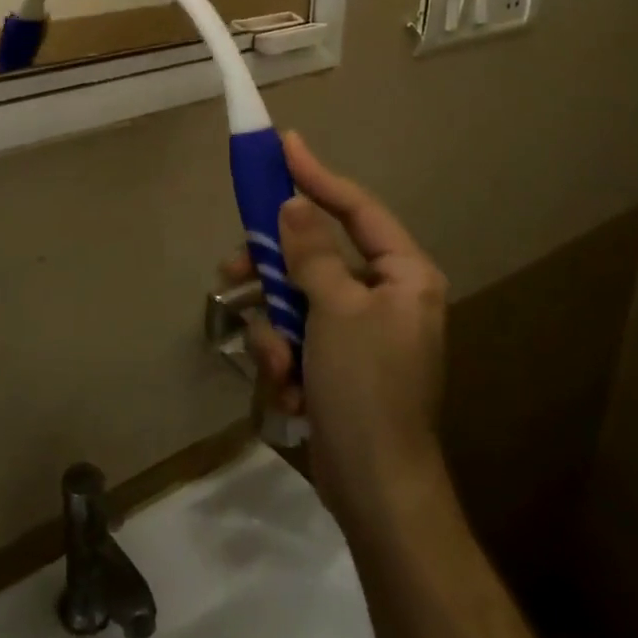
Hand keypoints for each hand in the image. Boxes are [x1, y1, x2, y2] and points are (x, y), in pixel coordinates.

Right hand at [224, 132, 449, 531]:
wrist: (376, 491)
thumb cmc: (365, 388)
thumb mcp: (335, 310)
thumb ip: (311, 251)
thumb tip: (293, 201)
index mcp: (403, 275)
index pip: (356, 208)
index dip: (317, 175)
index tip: (283, 146)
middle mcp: (384, 294)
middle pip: (315, 253)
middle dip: (274, 268)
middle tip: (234, 266)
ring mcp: (357, 329)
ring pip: (296, 295)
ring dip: (275, 325)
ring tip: (275, 361)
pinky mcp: (335, 360)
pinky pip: (296, 333)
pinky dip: (283, 354)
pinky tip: (286, 387)